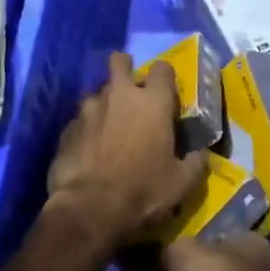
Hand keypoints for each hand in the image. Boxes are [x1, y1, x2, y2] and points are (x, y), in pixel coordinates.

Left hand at [46, 52, 205, 251]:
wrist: (89, 209)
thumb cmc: (143, 191)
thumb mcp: (182, 183)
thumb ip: (196, 162)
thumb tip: (201, 154)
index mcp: (153, 102)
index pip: (162, 68)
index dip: (165, 78)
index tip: (165, 94)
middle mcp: (120, 95)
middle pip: (120, 61)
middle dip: (125, 68)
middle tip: (130, 91)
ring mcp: (89, 108)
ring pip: (98, 92)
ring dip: (105, 104)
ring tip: (108, 129)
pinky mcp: (68, 127)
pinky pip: (80, 119)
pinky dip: (87, 129)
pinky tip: (89, 150)